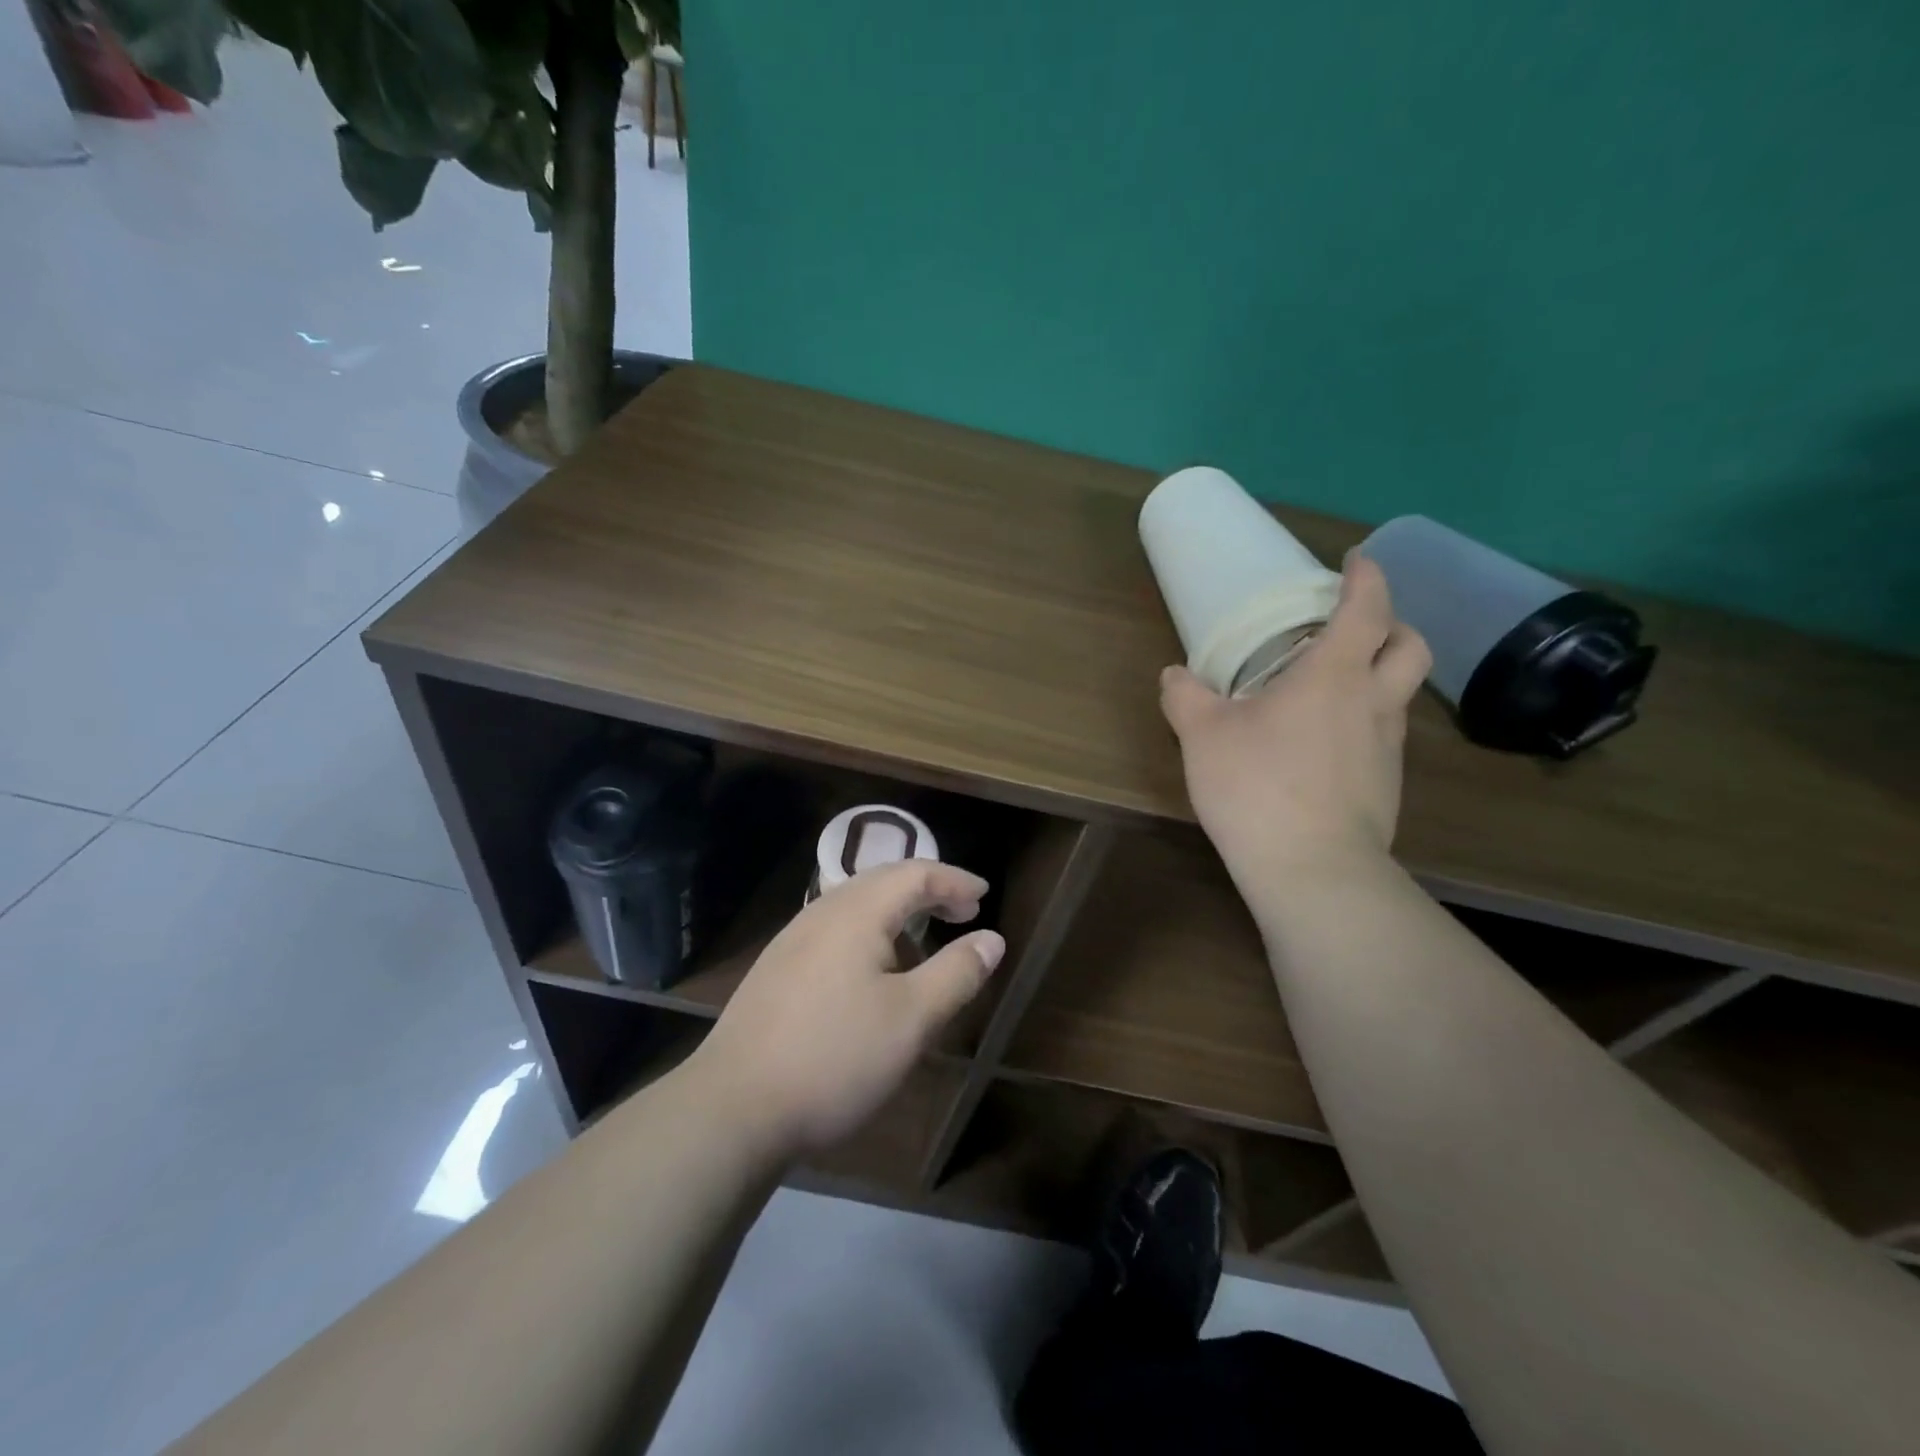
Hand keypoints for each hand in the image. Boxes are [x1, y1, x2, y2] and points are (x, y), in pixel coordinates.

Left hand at [689, 861, 1005, 1159]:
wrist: (733, 1108)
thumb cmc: (834, 1057)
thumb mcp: (912, 1019)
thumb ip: (956, 973)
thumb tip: (991, 939)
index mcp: (856, 912)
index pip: (915, 874)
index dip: (955, 881)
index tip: (986, 897)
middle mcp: (821, 912)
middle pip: (883, 880)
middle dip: (928, 889)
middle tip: (963, 912)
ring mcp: (792, 940)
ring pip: (855, 904)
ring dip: (897, 910)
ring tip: (923, 937)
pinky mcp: (776, 969)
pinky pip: (835, 927)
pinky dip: (870, 930)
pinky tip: (873, 968)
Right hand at [1159, 554, 1429, 886]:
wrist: (1311, 869)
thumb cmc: (1258, 787)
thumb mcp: (1203, 736)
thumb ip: (1185, 697)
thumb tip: (1174, 675)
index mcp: (1334, 675)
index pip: (1368, 608)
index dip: (1368, 577)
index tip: (1357, 560)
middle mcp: (1374, 703)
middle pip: (1411, 647)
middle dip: (1393, 625)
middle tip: (1357, 626)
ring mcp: (1388, 748)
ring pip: (1401, 695)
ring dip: (1378, 677)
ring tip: (1332, 690)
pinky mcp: (1387, 787)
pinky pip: (1383, 737)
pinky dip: (1364, 724)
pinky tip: (1325, 746)